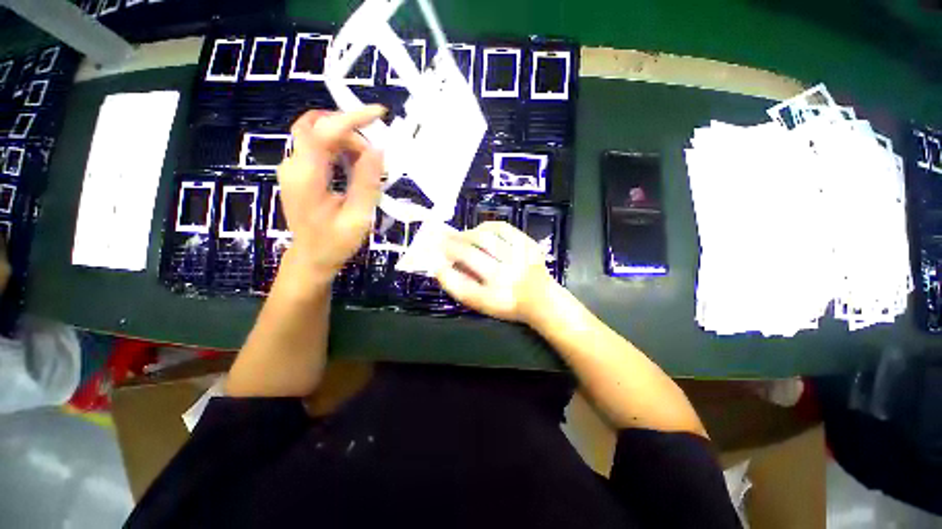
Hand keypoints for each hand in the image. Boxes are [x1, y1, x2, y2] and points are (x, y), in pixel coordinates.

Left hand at [277, 106, 385, 284]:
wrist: (311, 258)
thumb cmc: (335, 243)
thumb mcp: (357, 216)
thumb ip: (366, 182)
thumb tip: (378, 150)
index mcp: (306, 177)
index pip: (324, 131)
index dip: (351, 118)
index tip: (380, 115)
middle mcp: (293, 165)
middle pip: (317, 126)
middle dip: (350, 131)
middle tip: (374, 157)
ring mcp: (293, 167)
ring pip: (318, 134)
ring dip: (347, 142)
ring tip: (368, 168)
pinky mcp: (299, 172)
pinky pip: (319, 148)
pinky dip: (340, 150)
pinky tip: (355, 168)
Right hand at [436, 221, 558, 323]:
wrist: (541, 298)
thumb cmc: (507, 302)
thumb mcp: (482, 303)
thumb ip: (461, 287)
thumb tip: (441, 268)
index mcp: (493, 297)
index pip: (461, 286)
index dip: (445, 273)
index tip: (436, 263)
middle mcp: (505, 278)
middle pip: (470, 254)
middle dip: (451, 245)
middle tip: (443, 240)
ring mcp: (518, 259)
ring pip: (485, 238)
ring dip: (467, 234)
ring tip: (461, 236)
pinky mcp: (528, 245)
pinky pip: (502, 228)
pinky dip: (486, 227)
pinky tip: (480, 231)